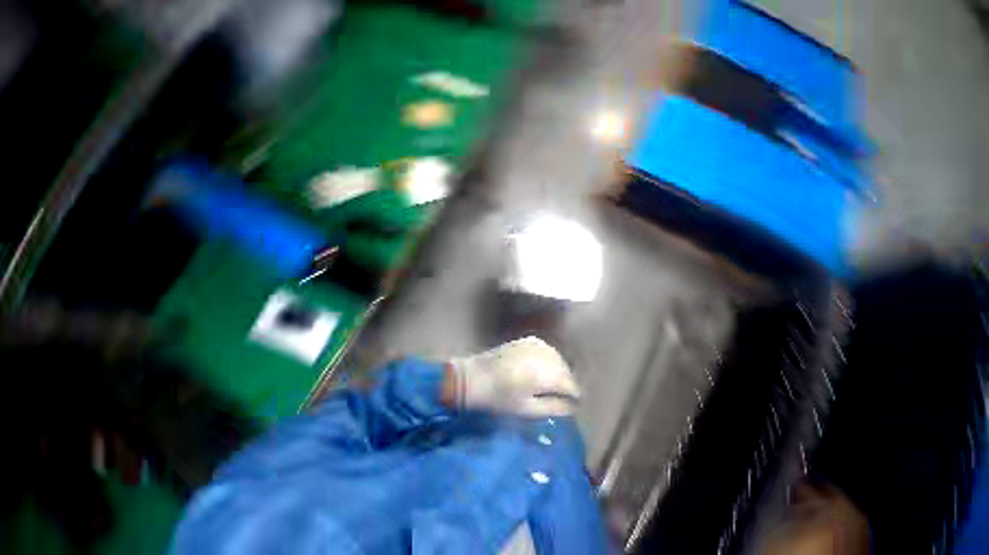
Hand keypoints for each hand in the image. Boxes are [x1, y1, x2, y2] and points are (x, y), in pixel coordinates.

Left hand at [448, 337, 580, 416]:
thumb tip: (573, 406)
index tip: (573, 404)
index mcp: (544, 374)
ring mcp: (535, 344)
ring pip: (558, 358)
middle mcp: (543, 355)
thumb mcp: (527, 410)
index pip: (571, 384)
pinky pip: (547, 349)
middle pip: (566, 369)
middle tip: (562, 396)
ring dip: (559, 370)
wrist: (475, 377)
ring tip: (552, 384)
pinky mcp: (527, 340)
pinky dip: (550, 359)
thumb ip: (554, 407)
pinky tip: (542, 368)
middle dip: (567, 383)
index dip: (574, 396)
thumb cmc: (499, 399)